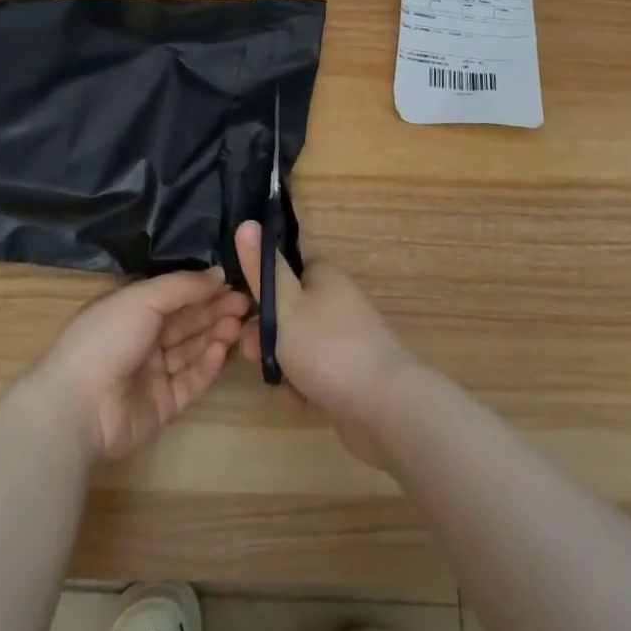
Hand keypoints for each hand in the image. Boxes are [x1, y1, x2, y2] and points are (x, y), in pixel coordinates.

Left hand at [29, 267, 249, 461]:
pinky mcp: (162, 404)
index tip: (233, 284)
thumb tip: (218, 273)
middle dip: (214, 311)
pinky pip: (189, 381)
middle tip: (246, 304)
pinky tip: (223, 349)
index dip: (202, 289)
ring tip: (240, 324)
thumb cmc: (107, 338)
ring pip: (190, 350)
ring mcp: (151, 374)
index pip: (173, 296)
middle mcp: (140, 339)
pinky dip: (207, 365)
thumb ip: (183, 285)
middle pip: (185, 322)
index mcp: (129, 310)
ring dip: (214, 334)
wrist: (78, 405)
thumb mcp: (143, 298)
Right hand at [234, 221, 415, 468]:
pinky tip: (305, 405)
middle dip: (267, 339)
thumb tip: (247, 223)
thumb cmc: (326, 348)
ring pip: (299, 350)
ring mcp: (348, 339)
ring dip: (285, 370)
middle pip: (289, 315)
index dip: (261, 293)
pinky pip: (317, 376)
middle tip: (254, 356)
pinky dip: (306, 389)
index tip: (245, 313)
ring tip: (285, 388)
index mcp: (325, 277)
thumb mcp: (284, 306)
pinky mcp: (353, 374)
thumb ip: (262, 270)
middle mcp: (338, 302)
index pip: (285, 273)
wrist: (385, 407)